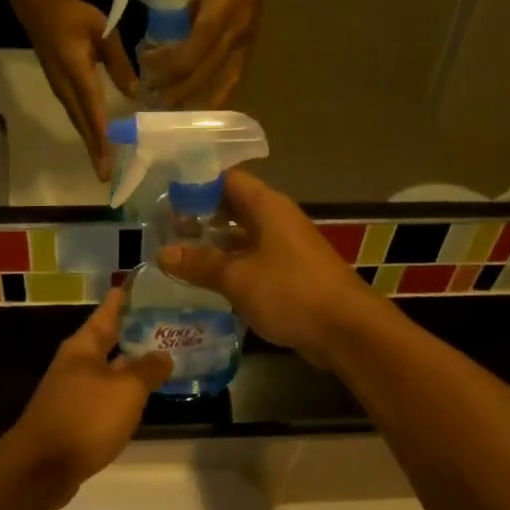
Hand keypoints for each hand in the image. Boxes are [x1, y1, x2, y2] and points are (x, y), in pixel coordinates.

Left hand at [1, 290, 172, 509]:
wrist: (41, 468)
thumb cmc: (84, 418)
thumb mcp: (125, 390)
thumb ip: (148, 370)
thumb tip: (163, 355)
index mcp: (83, 347)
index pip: (108, 312)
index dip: (126, 297)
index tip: (143, 281)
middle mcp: (76, 364)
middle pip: (108, 340)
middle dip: (135, 331)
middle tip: (168, 321)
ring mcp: (73, 392)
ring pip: (109, 370)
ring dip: (133, 364)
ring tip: (165, 357)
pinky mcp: (75, 419)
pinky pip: (106, 396)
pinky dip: (125, 393)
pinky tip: (144, 397)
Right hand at [24, 0, 137, 181]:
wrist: (38, 8)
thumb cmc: (73, 16)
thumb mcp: (103, 31)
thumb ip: (119, 62)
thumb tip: (134, 93)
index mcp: (78, 75)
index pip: (93, 112)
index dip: (102, 138)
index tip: (108, 161)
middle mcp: (67, 89)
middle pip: (83, 126)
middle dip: (95, 152)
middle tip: (105, 176)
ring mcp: (61, 91)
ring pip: (79, 123)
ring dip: (90, 145)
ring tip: (102, 165)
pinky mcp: (61, 89)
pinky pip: (76, 116)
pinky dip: (87, 131)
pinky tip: (96, 140)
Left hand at [150, 0, 270, 108]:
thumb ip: (181, 15)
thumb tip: (162, 46)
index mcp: (217, 14)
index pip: (188, 55)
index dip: (166, 69)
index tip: (146, 73)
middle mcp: (234, 33)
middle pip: (202, 75)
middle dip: (176, 93)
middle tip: (153, 103)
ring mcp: (246, 41)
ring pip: (221, 83)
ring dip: (197, 99)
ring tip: (176, 111)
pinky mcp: (252, 45)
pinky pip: (235, 79)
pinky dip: (220, 96)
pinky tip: (206, 108)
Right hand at [157, 170, 379, 367]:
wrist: (346, 329)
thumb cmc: (290, 292)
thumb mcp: (237, 278)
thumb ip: (199, 264)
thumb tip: (163, 254)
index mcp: (266, 206)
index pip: (226, 179)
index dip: (195, 185)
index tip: (164, 199)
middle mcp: (277, 219)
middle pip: (233, 207)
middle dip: (200, 217)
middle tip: (164, 230)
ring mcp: (286, 247)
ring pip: (242, 236)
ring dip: (213, 245)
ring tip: (177, 256)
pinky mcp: (290, 273)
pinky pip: (253, 260)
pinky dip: (230, 266)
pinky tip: (207, 282)